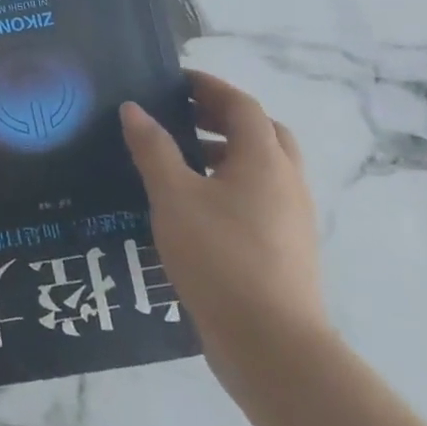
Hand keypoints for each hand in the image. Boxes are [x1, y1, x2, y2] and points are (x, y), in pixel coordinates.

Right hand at [120, 71, 331, 400]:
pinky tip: (194, 205)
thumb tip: (134, 109)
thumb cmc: (220, 257)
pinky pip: (260, 199)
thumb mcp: (173, 196)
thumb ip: (153, 149)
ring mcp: (292, 219)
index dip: (209, 87)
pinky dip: (231, 185)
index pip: (242, 106)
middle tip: (182, 116)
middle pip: (263, 133)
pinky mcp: (286, 249)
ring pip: (263, 169)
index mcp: (264, 161)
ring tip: (181, 159)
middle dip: (223, 117)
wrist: (272, 345)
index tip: (175, 80)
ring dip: (227, 152)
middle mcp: (286, 183)